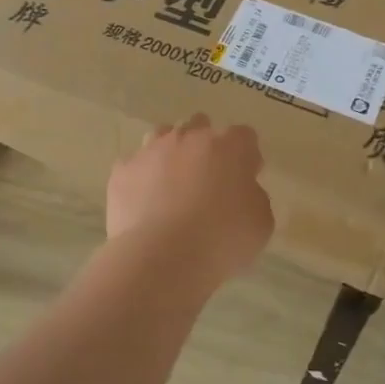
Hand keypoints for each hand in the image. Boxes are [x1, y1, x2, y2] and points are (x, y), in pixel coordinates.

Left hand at [106, 115, 274, 281]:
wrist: (162, 257)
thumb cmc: (221, 239)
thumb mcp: (260, 222)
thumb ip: (253, 196)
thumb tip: (241, 191)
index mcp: (229, 146)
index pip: (244, 136)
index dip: (247, 156)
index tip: (246, 178)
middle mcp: (189, 137)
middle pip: (200, 126)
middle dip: (205, 146)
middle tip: (207, 179)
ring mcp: (152, 150)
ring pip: (163, 136)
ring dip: (171, 153)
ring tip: (172, 184)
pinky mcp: (123, 170)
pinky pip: (135, 165)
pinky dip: (141, 178)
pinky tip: (144, 202)